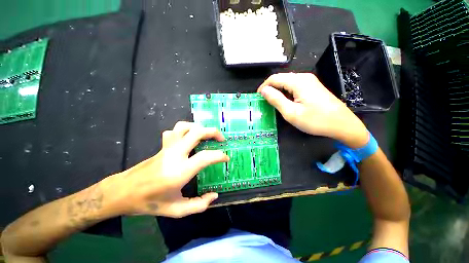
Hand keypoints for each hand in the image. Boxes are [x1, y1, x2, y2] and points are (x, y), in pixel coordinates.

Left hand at [118, 121, 228, 217]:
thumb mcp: (178, 210)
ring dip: (197, 127)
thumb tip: (213, 196)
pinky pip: (173, 132)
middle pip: (196, 132)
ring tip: (205, 136)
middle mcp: (174, 154)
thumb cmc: (151, 202)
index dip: (220, 155)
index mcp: (180, 171)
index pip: (206, 156)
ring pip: (183, 127)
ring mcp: (165, 149)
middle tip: (221, 139)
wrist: (127, 191)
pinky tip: (185, 141)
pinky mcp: (159, 148)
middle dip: (212, 132)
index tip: (226, 158)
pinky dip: (183, 131)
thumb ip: (199, 205)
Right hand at [258, 73, 368, 147]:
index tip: (258, 98)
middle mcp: (304, 76)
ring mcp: (312, 80)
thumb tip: (264, 91)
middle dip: (273, 89)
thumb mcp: (293, 114)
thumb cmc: (317, 120)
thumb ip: (276, 100)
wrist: (342, 123)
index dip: (264, 87)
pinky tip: (292, 103)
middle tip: (267, 103)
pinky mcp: (316, 86)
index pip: (274, 78)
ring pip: (290, 82)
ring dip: (282, 91)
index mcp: (297, 81)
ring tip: (278, 104)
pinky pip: (298, 85)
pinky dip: (291, 92)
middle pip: (282, 78)